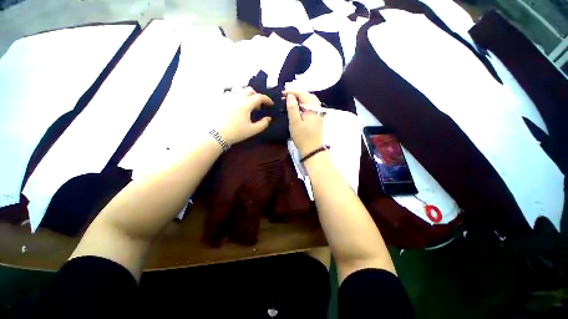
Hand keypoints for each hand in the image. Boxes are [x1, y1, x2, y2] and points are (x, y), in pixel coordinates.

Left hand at [216, 87, 273, 144]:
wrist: (216, 134)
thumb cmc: (235, 133)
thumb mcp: (252, 130)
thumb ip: (263, 124)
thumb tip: (269, 118)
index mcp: (246, 104)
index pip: (259, 97)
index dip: (267, 99)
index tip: (271, 104)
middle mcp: (237, 97)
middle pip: (249, 90)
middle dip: (257, 96)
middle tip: (258, 106)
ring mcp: (227, 97)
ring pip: (239, 90)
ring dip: (246, 95)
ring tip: (247, 105)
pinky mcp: (220, 100)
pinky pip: (230, 93)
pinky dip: (236, 97)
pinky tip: (236, 105)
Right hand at [285, 90, 323, 156]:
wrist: (312, 149)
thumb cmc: (302, 137)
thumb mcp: (295, 122)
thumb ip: (292, 108)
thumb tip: (290, 96)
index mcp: (312, 107)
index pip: (302, 94)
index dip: (292, 92)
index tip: (282, 93)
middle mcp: (317, 108)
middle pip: (308, 95)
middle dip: (297, 93)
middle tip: (286, 96)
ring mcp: (318, 113)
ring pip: (310, 100)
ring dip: (301, 98)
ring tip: (291, 100)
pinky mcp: (317, 118)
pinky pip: (311, 106)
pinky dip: (304, 104)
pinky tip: (298, 107)